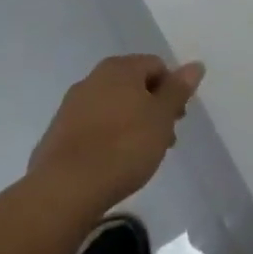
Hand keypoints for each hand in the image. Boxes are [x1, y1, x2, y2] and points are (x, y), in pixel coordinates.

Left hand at [30, 55, 203, 218]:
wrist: (67, 188)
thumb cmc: (124, 146)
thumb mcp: (162, 117)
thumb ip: (178, 90)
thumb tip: (195, 65)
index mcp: (119, 68)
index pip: (156, 66)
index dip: (172, 89)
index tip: (177, 118)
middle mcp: (92, 79)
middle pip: (133, 85)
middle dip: (152, 108)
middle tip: (164, 138)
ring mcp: (71, 106)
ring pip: (113, 107)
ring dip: (131, 123)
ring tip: (141, 155)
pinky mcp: (57, 134)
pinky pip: (93, 127)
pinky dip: (108, 137)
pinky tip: (114, 162)